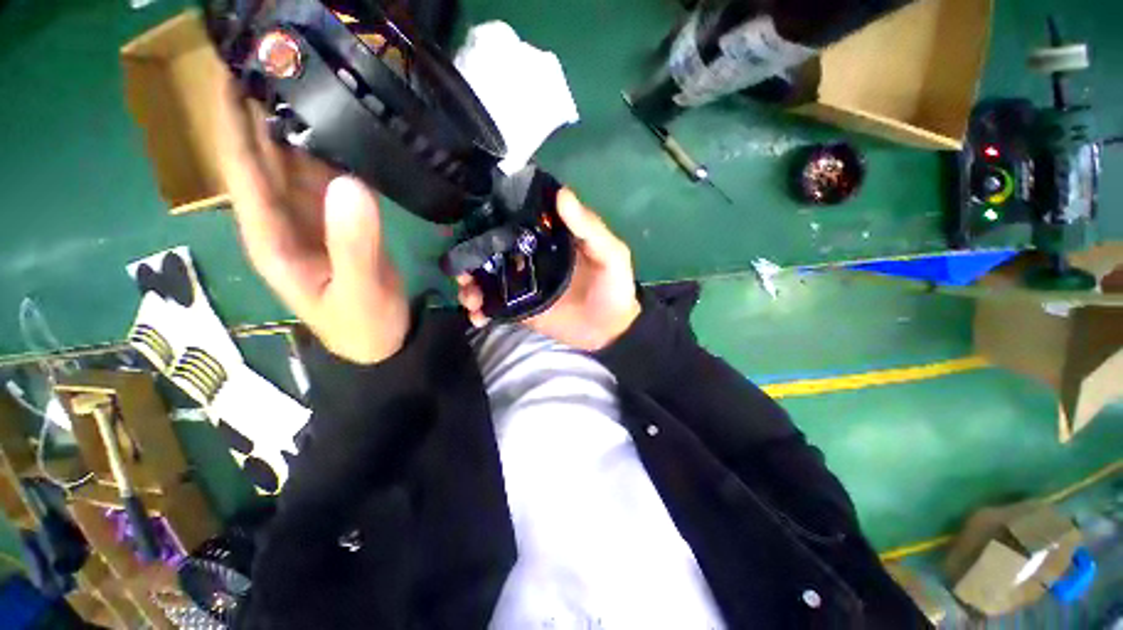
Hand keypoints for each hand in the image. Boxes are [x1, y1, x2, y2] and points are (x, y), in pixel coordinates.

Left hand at [214, 77, 408, 364]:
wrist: (381, 343)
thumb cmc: (363, 325)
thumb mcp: (359, 291)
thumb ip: (355, 244)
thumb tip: (351, 182)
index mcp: (271, 236)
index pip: (242, 167)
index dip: (233, 117)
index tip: (234, 65)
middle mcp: (282, 219)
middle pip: (264, 155)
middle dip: (260, 107)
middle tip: (273, 53)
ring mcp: (311, 218)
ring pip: (296, 162)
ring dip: (297, 122)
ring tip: (306, 75)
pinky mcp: (338, 222)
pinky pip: (329, 177)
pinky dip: (332, 150)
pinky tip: (342, 125)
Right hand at [457, 190, 640, 350]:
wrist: (611, 330)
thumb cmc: (614, 288)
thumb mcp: (610, 254)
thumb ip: (589, 228)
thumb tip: (562, 193)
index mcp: (550, 239)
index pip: (515, 221)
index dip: (490, 219)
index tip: (468, 218)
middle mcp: (532, 258)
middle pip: (493, 250)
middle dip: (471, 255)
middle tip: (460, 265)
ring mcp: (524, 285)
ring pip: (489, 278)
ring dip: (471, 283)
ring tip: (468, 294)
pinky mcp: (521, 309)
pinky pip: (496, 306)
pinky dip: (482, 310)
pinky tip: (477, 316)